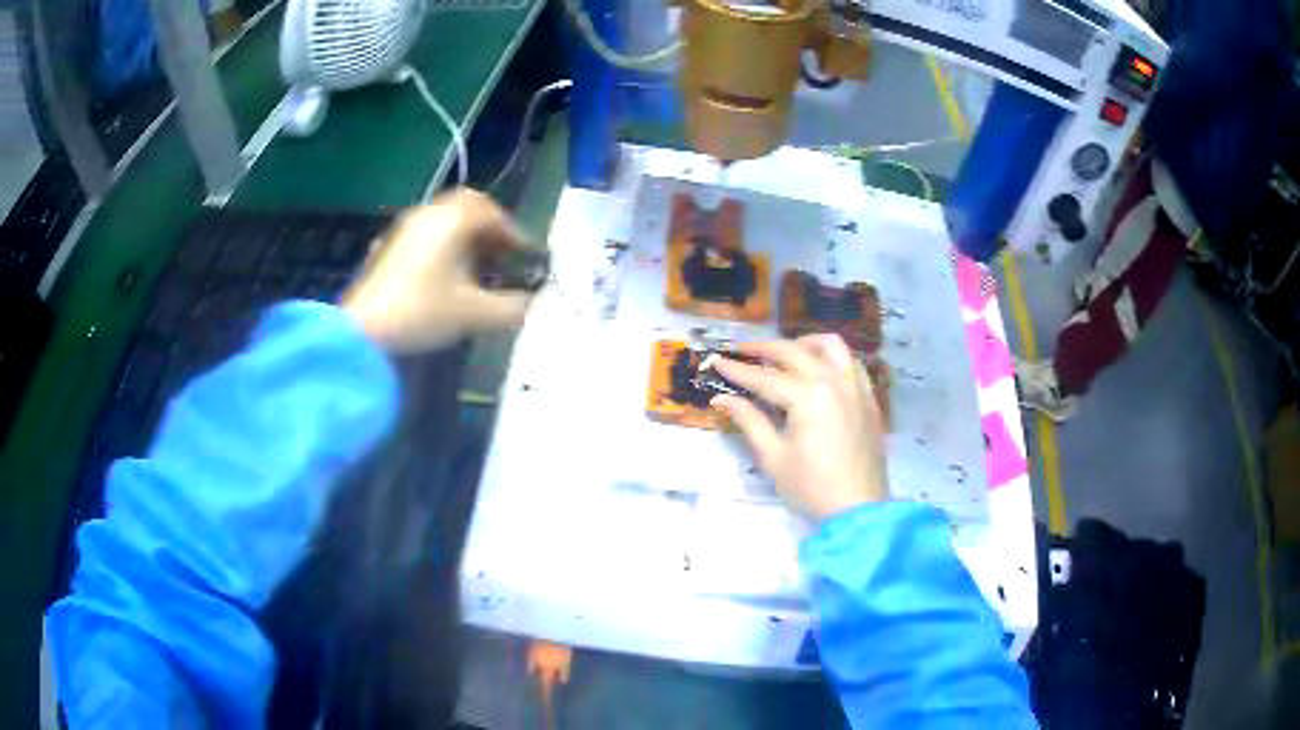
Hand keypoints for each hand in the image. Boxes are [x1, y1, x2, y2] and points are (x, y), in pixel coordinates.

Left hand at [342, 190, 534, 352]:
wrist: (362, 330)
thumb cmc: (421, 312)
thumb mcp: (474, 314)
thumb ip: (512, 307)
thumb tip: (532, 303)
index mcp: (453, 220)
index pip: (494, 213)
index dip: (516, 234)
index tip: (528, 258)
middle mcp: (429, 214)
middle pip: (468, 206)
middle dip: (491, 227)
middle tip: (504, 253)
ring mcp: (406, 228)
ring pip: (445, 219)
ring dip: (467, 236)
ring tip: (479, 267)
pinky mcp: (389, 246)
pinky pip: (426, 234)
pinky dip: (444, 245)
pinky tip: (446, 275)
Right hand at [711, 334, 887, 520]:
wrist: (858, 510)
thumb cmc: (811, 488)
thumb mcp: (774, 457)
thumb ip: (749, 421)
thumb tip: (722, 399)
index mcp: (808, 396)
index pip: (765, 377)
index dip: (738, 370)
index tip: (717, 361)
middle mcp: (834, 381)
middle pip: (795, 353)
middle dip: (765, 349)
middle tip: (742, 351)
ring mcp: (856, 387)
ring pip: (831, 347)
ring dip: (804, 343)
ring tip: (785, 352)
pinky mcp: (869, 399)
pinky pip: (852, 363)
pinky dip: (832, 358)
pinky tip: (820, 369)